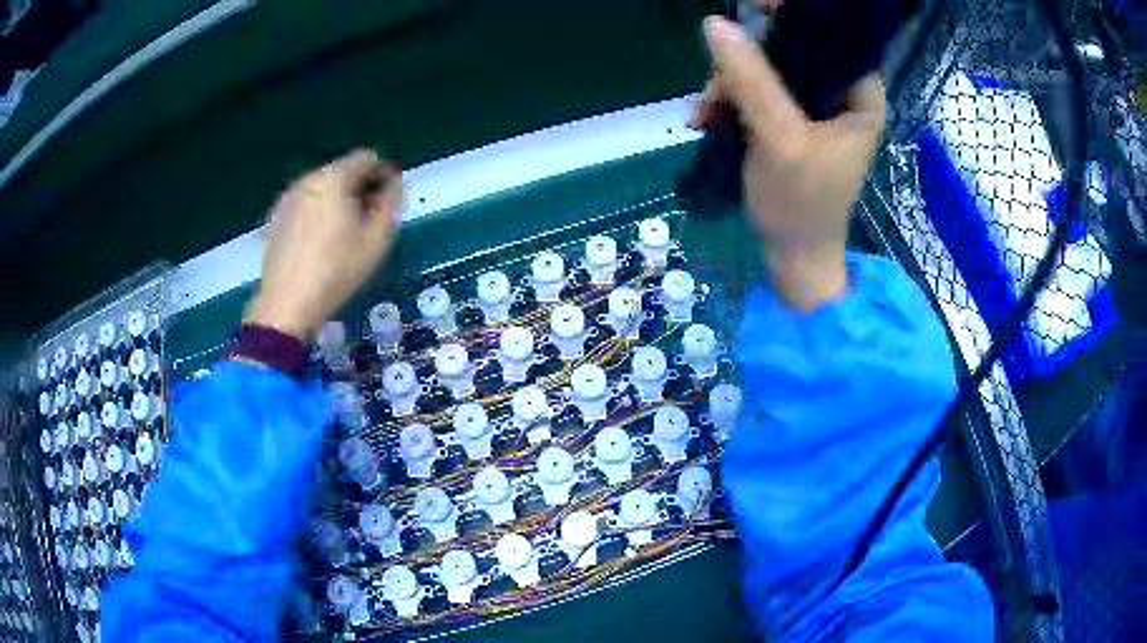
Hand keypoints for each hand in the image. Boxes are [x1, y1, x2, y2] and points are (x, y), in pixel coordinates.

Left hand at [245, 150, 403, 339]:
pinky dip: (318, 213)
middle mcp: (308, 179)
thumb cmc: (336, 271)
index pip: (367, 158)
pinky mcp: (276, 217)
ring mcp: (288, 198)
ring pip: (323, 188)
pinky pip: (306, 203)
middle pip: (343, 171)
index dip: (383, 176)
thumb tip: (394, 182)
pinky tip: (319, 244)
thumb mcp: (376, 240)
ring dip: (339, 201)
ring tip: (343, 237)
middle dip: (360, 189)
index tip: (387, 204)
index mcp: (334, 178)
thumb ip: (391, 202)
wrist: (286, 305)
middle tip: (367, 223)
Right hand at [690, 16, 885, 310]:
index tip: (751, 7)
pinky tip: (705, 120)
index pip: (833, 36)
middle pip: (791, 48)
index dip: (794, 15)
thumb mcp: (779, 140)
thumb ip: (752, 80)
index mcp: (858, 96)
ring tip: (705, 113)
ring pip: (765, 69)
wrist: (793, 260)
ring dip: (728, 85)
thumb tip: (715, 24)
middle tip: (718, 85)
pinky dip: (728, 102)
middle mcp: (838, 95)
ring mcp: (811, 109)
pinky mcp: (788, 123)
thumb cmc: (802, 207)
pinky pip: (754, 93)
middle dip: (746, 60)